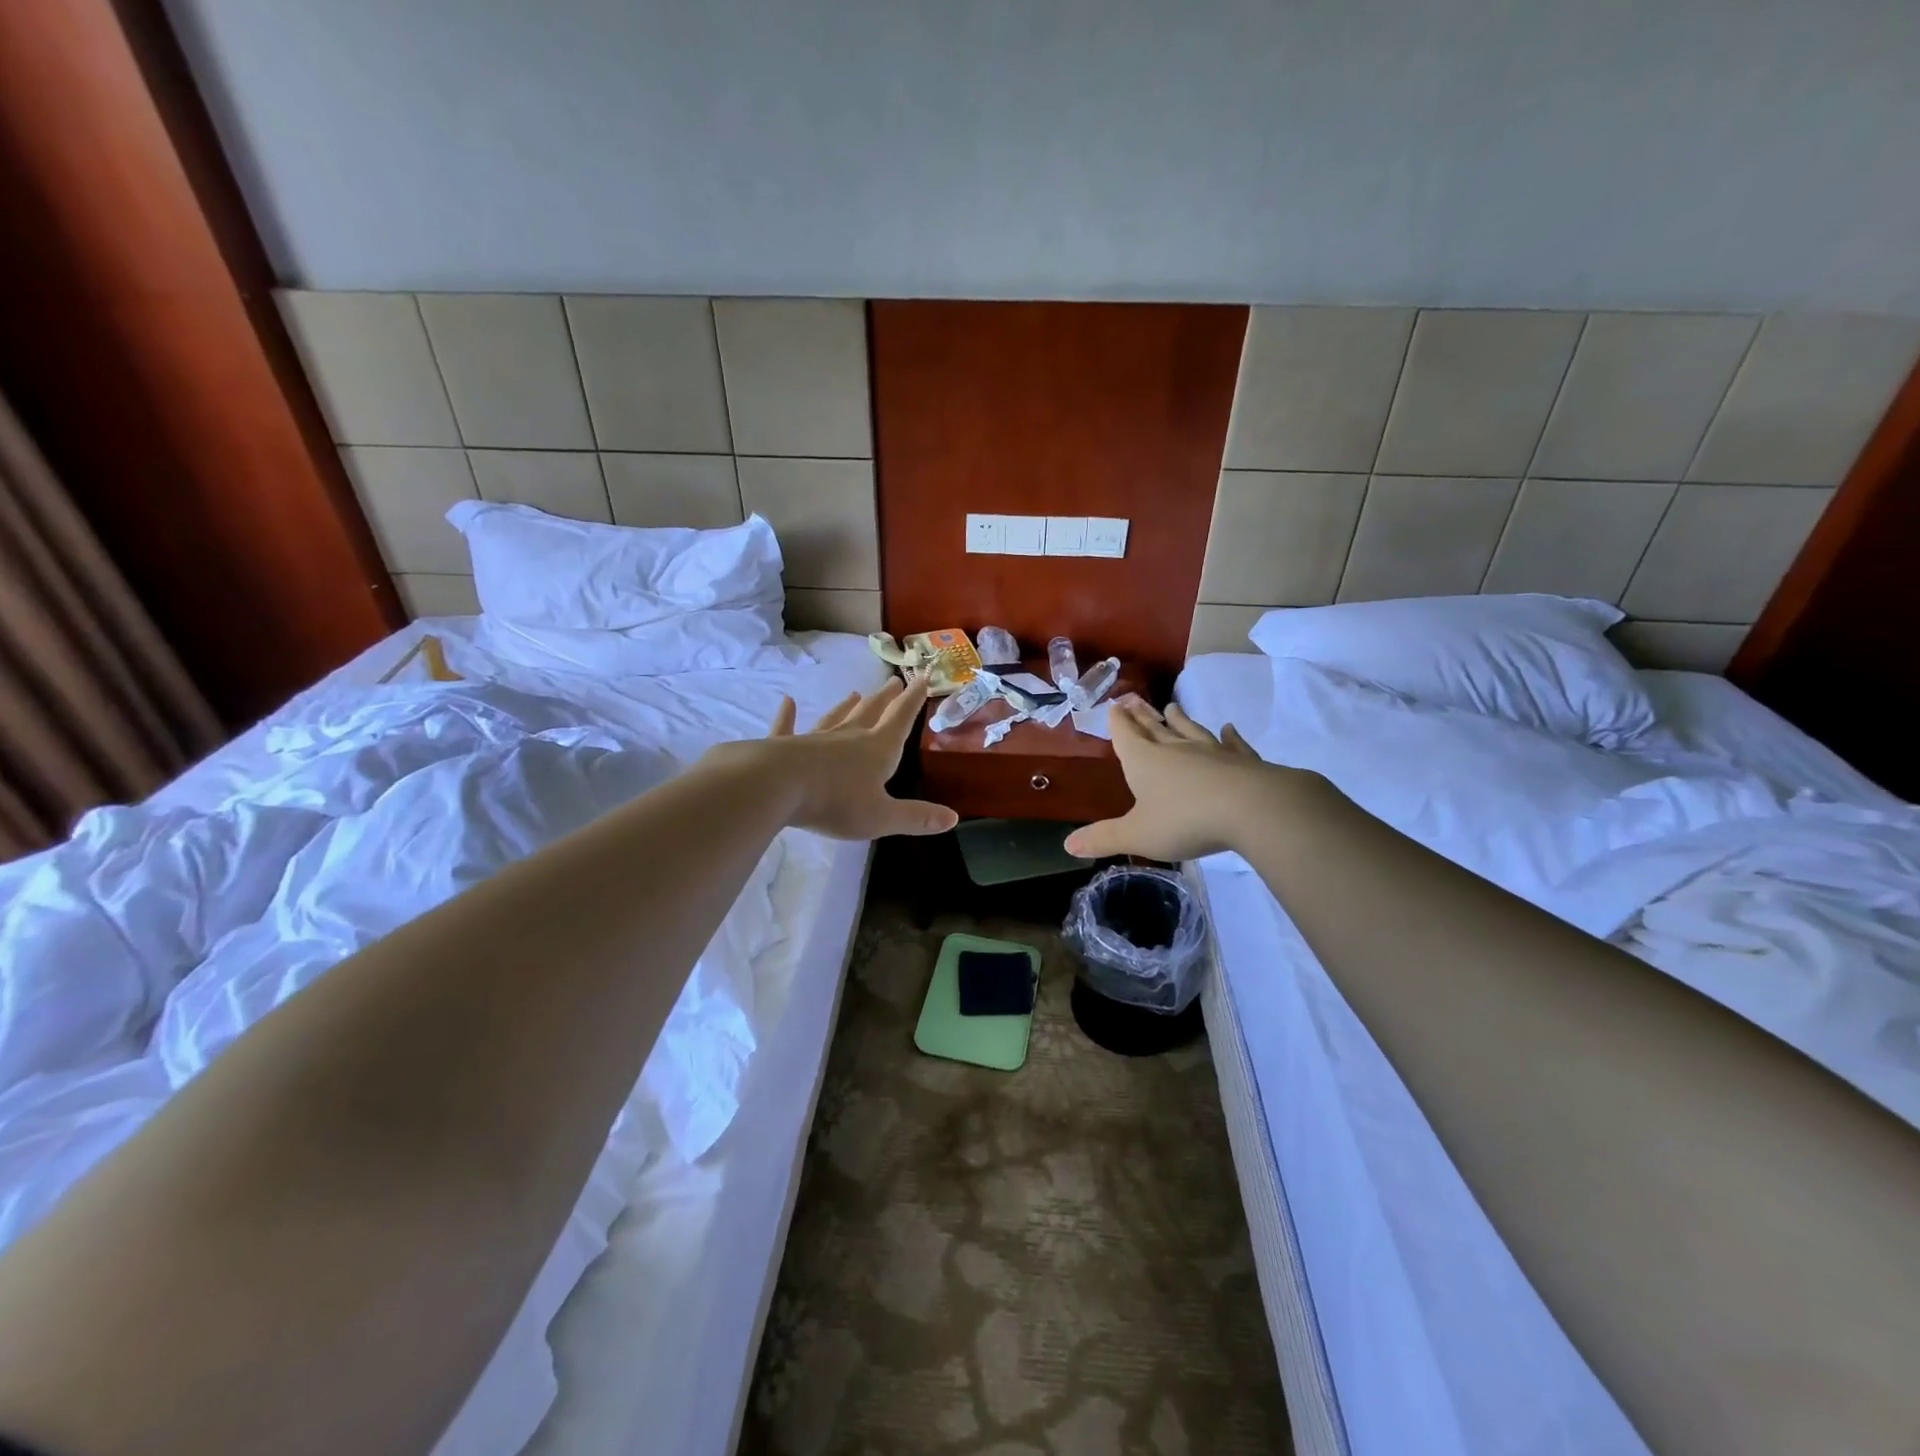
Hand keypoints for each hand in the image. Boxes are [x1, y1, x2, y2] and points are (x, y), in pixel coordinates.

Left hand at [729, 674, 957, 839]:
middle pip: (870, 713)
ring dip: (846, 706)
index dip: (914, 700)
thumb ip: (916, 817)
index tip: (922, 677)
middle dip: (885, 699)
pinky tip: (787, 702)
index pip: (901, 719)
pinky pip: (787, 728)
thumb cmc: (836, 802)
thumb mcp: (882, 816)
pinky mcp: (784, 747)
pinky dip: (788, 716)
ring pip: (835, 718)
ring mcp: (815, 739)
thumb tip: (953, 817)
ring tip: (855, 693)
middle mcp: (848, 738)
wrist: (777, 786)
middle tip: (894, 681)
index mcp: (877, 750)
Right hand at [1064, 701, 1323, 860]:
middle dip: (1141, 715)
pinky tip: (1229, 728)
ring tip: (1172, 707)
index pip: (1125, 735)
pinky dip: (1229, 736)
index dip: (1117, 721)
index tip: (1113, 704)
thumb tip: (1068, 845)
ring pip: (1190, 731)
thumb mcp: (1137, 834)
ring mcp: (1211, 752)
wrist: (1252, 807)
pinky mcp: (1242, 761)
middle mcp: (1175, 749)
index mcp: (1144, 761)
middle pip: (1154, 727)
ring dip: (1179, 719)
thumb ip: (1104, 838)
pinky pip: (1233, 744)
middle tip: (1133, 699)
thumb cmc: (1185, 819)